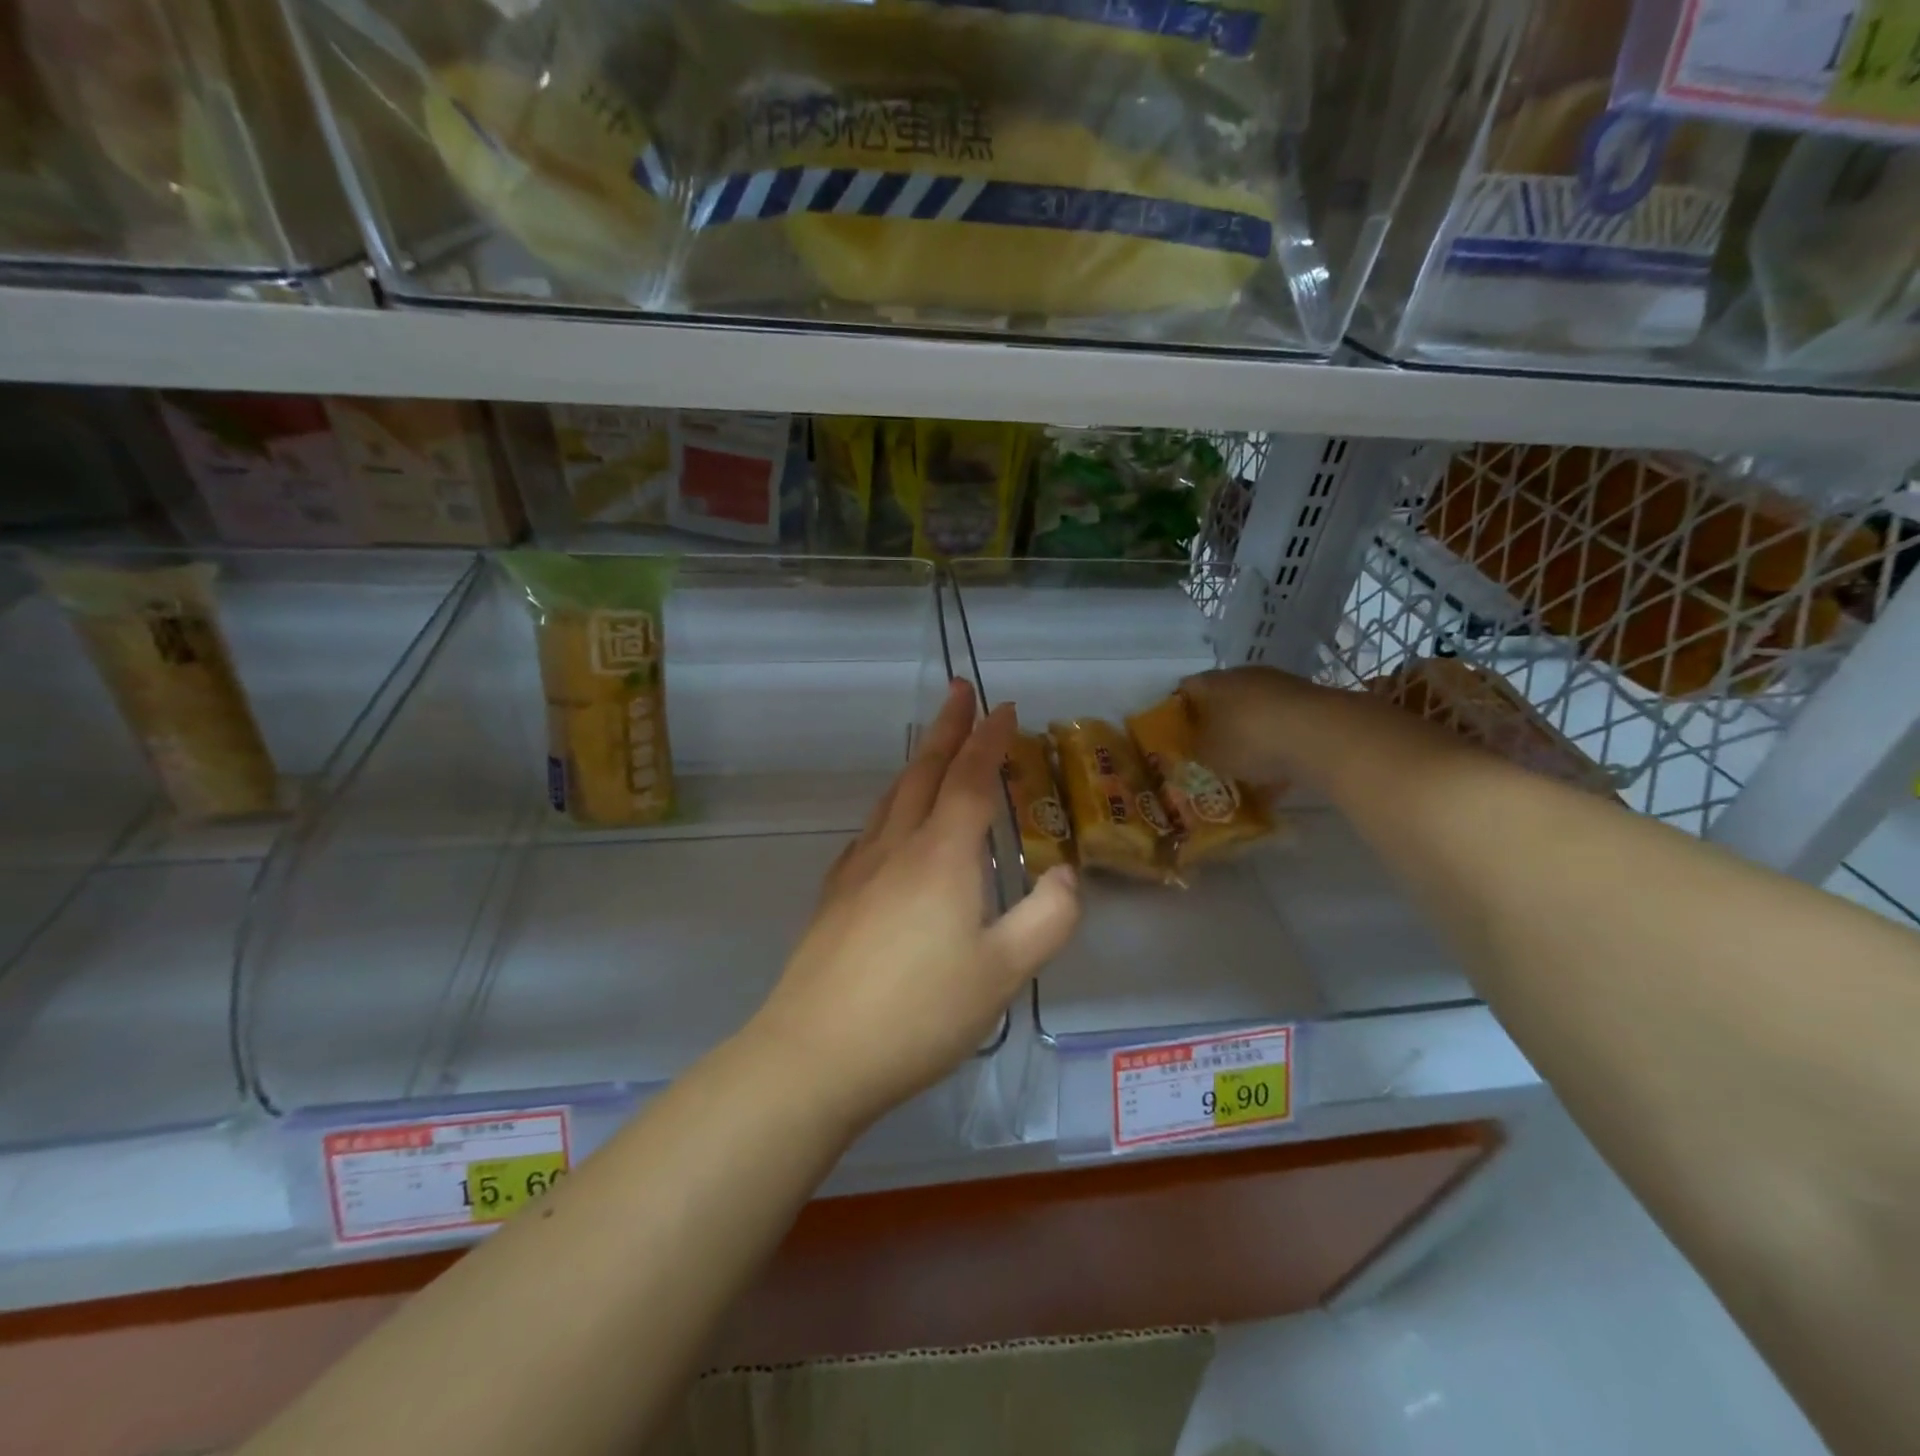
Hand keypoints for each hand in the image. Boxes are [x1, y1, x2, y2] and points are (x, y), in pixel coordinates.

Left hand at [747, 681, 1080, 1130]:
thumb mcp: (1003, 973)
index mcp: (942, 857)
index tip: (1005, 707)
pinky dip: (891, 808)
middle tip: (959, 690)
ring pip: (892, 798)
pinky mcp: (834, 898)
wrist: (814, 1054)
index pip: (970, 779)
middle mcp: (896, 848)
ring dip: (917, 763)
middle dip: (947, 728)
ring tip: (932, 747)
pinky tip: (890, 826)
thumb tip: (1064, 875)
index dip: (990, 740)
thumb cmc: (918, 1013)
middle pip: (924, 772)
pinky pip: (870, 832)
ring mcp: (858, 871)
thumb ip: (1047, 919)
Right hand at [1179, 665, 1330, 786]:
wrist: (1320, 735)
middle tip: (1210, 752)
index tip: (1177, 737)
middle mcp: (1244, 675)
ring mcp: (1280, 686)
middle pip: (1221, 699)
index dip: (1178, 713)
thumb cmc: (1248, 740)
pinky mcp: (1309, 702)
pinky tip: (1277, 773)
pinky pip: (1282, 726)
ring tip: (1245, 767)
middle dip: (1215, 724)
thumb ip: (1194, 749)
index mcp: (1211, 682)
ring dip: (1248, 734)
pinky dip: (1277, 745)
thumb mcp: (1208, 753)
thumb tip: (1193, 746)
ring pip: (1254, 712)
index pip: (1185, 690)